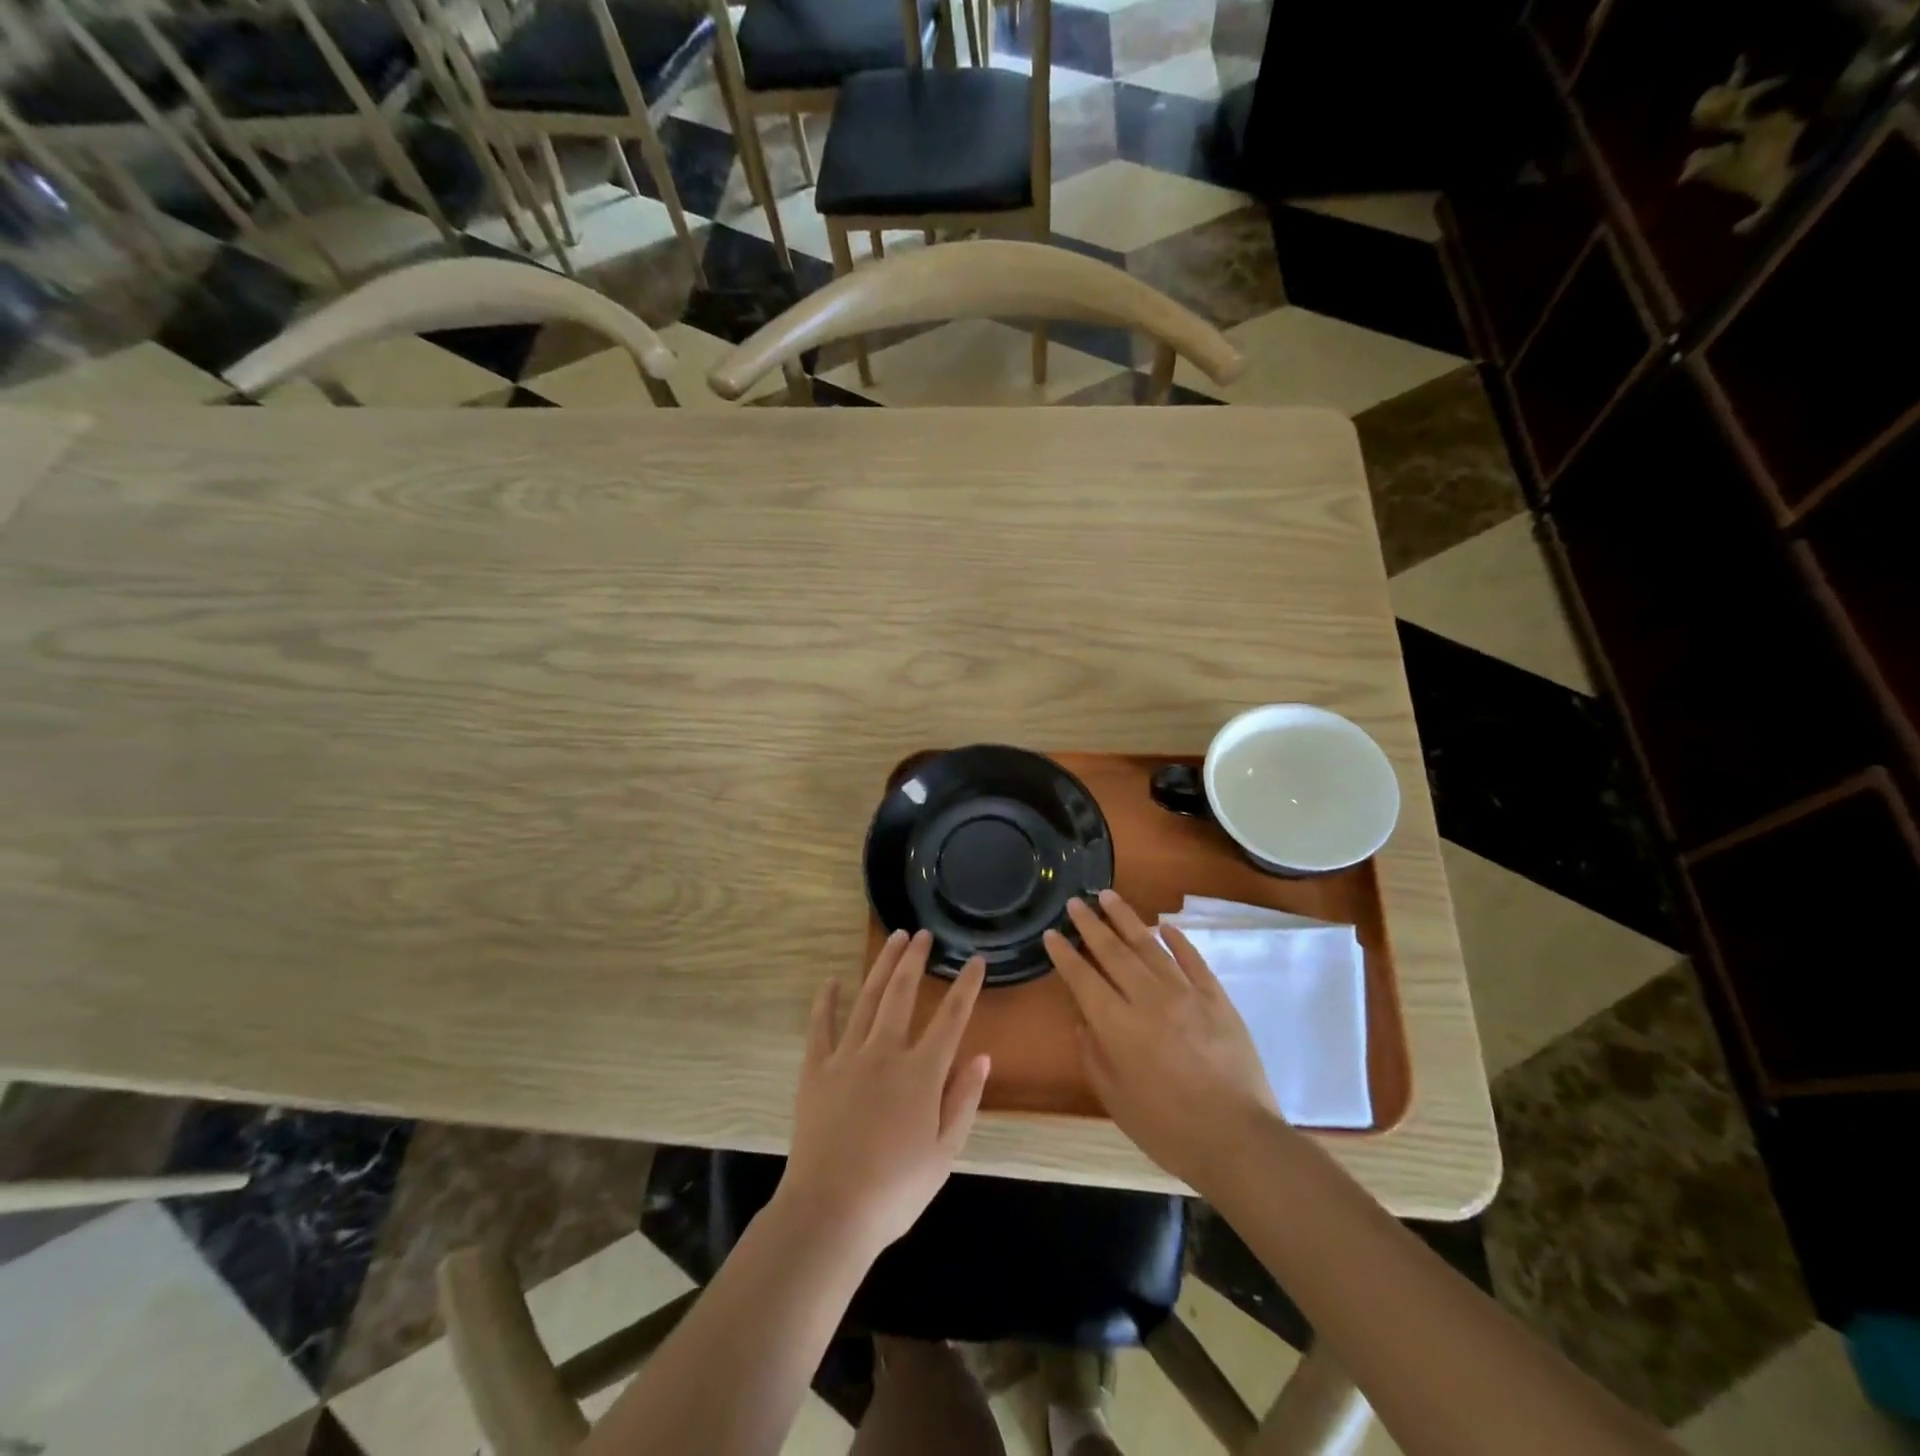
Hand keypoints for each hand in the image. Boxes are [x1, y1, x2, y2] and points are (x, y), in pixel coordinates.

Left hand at [777, 930, 990, 1260]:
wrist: (830, 1212)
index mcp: (922, 1072)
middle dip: (915, 959)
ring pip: (867, 998)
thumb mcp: (945, 1153)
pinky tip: (832, 980)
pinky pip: (821, 1026)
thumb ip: (964, 1100)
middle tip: (923, 934)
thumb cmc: (895, 1190)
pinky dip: (827, 1001)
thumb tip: (981, 1057)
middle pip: (902, 993)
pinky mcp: (816, 1070)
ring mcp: (847, 1057)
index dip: (966, 985)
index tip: (975, 959)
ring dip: (882, 966)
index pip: (952, 1017)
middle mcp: (886, 1052)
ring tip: (893, 939)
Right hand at [1044, 891, 1281, 1190]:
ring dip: (1126, 918)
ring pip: (1150, 945)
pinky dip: (1177, 939)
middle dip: (1090, 925)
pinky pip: (1193, 959)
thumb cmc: (1169, 1130)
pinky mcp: (1217, 998)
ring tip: (1108, 896)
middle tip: (1075, 902)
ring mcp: (1186, 994)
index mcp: (1119, 1027)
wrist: (1239, 1141)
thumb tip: (1083, 1022)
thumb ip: (1095, 1057)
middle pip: (1113, 952)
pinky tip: (1164, 925)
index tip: (1052, 933)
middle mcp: (1148, 1000)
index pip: (1084, 979)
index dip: (1064, 955)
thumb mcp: (1117, 1102)